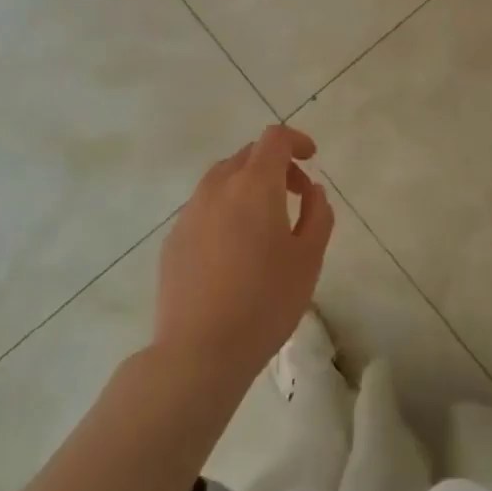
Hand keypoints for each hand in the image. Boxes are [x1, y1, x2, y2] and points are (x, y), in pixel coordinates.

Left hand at [152, 124, 334, 391]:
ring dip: (247, 187)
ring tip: (264, 224)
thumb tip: (312, 191)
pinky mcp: (173, 239)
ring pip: (222, 180)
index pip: (274, 139)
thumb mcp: (309, 259)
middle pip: (247, 155)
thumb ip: (318, 215)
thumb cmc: (265, 302)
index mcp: (254, 185)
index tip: (311, 159)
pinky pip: (204, 209)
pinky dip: (225, 211)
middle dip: (274, 165)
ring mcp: (190, 212)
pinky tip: (233, 252)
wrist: (199, 350)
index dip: (296, 141)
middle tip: (295, 195)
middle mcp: (217, 188)